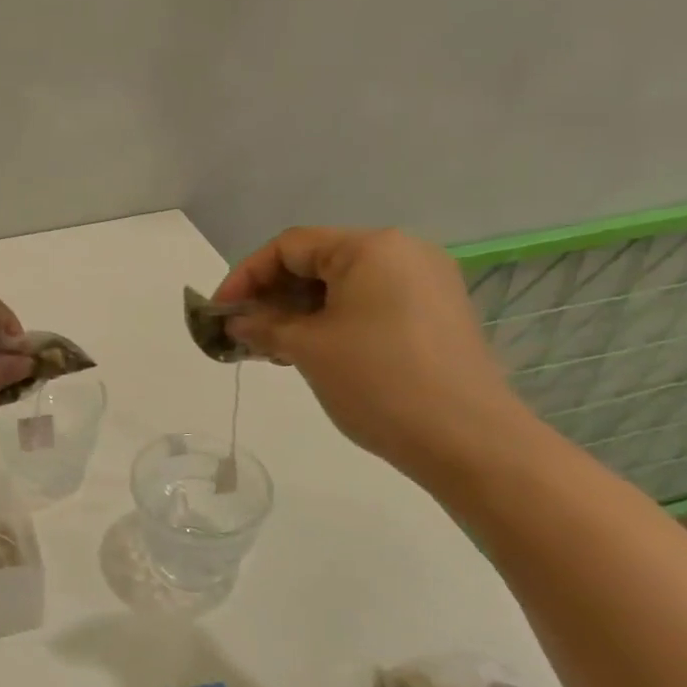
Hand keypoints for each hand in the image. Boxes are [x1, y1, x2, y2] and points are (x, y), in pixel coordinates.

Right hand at [215, 227, 530, 478]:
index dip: (245, 276)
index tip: (219, 313)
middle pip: (318, 262)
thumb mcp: (309, 349)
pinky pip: (369, 306)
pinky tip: (310, 353)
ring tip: (270, 349)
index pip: (290, 246)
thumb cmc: (378, 382)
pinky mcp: (435, 316)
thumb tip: (237, 320)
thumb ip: (264, 325)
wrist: (468, 439)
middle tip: (242, 334)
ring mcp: (425, 284)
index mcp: (371, 247)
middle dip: (272, 297)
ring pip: (343, 287)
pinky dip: (332, 323)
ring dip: (299, 313)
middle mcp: (402, 253)